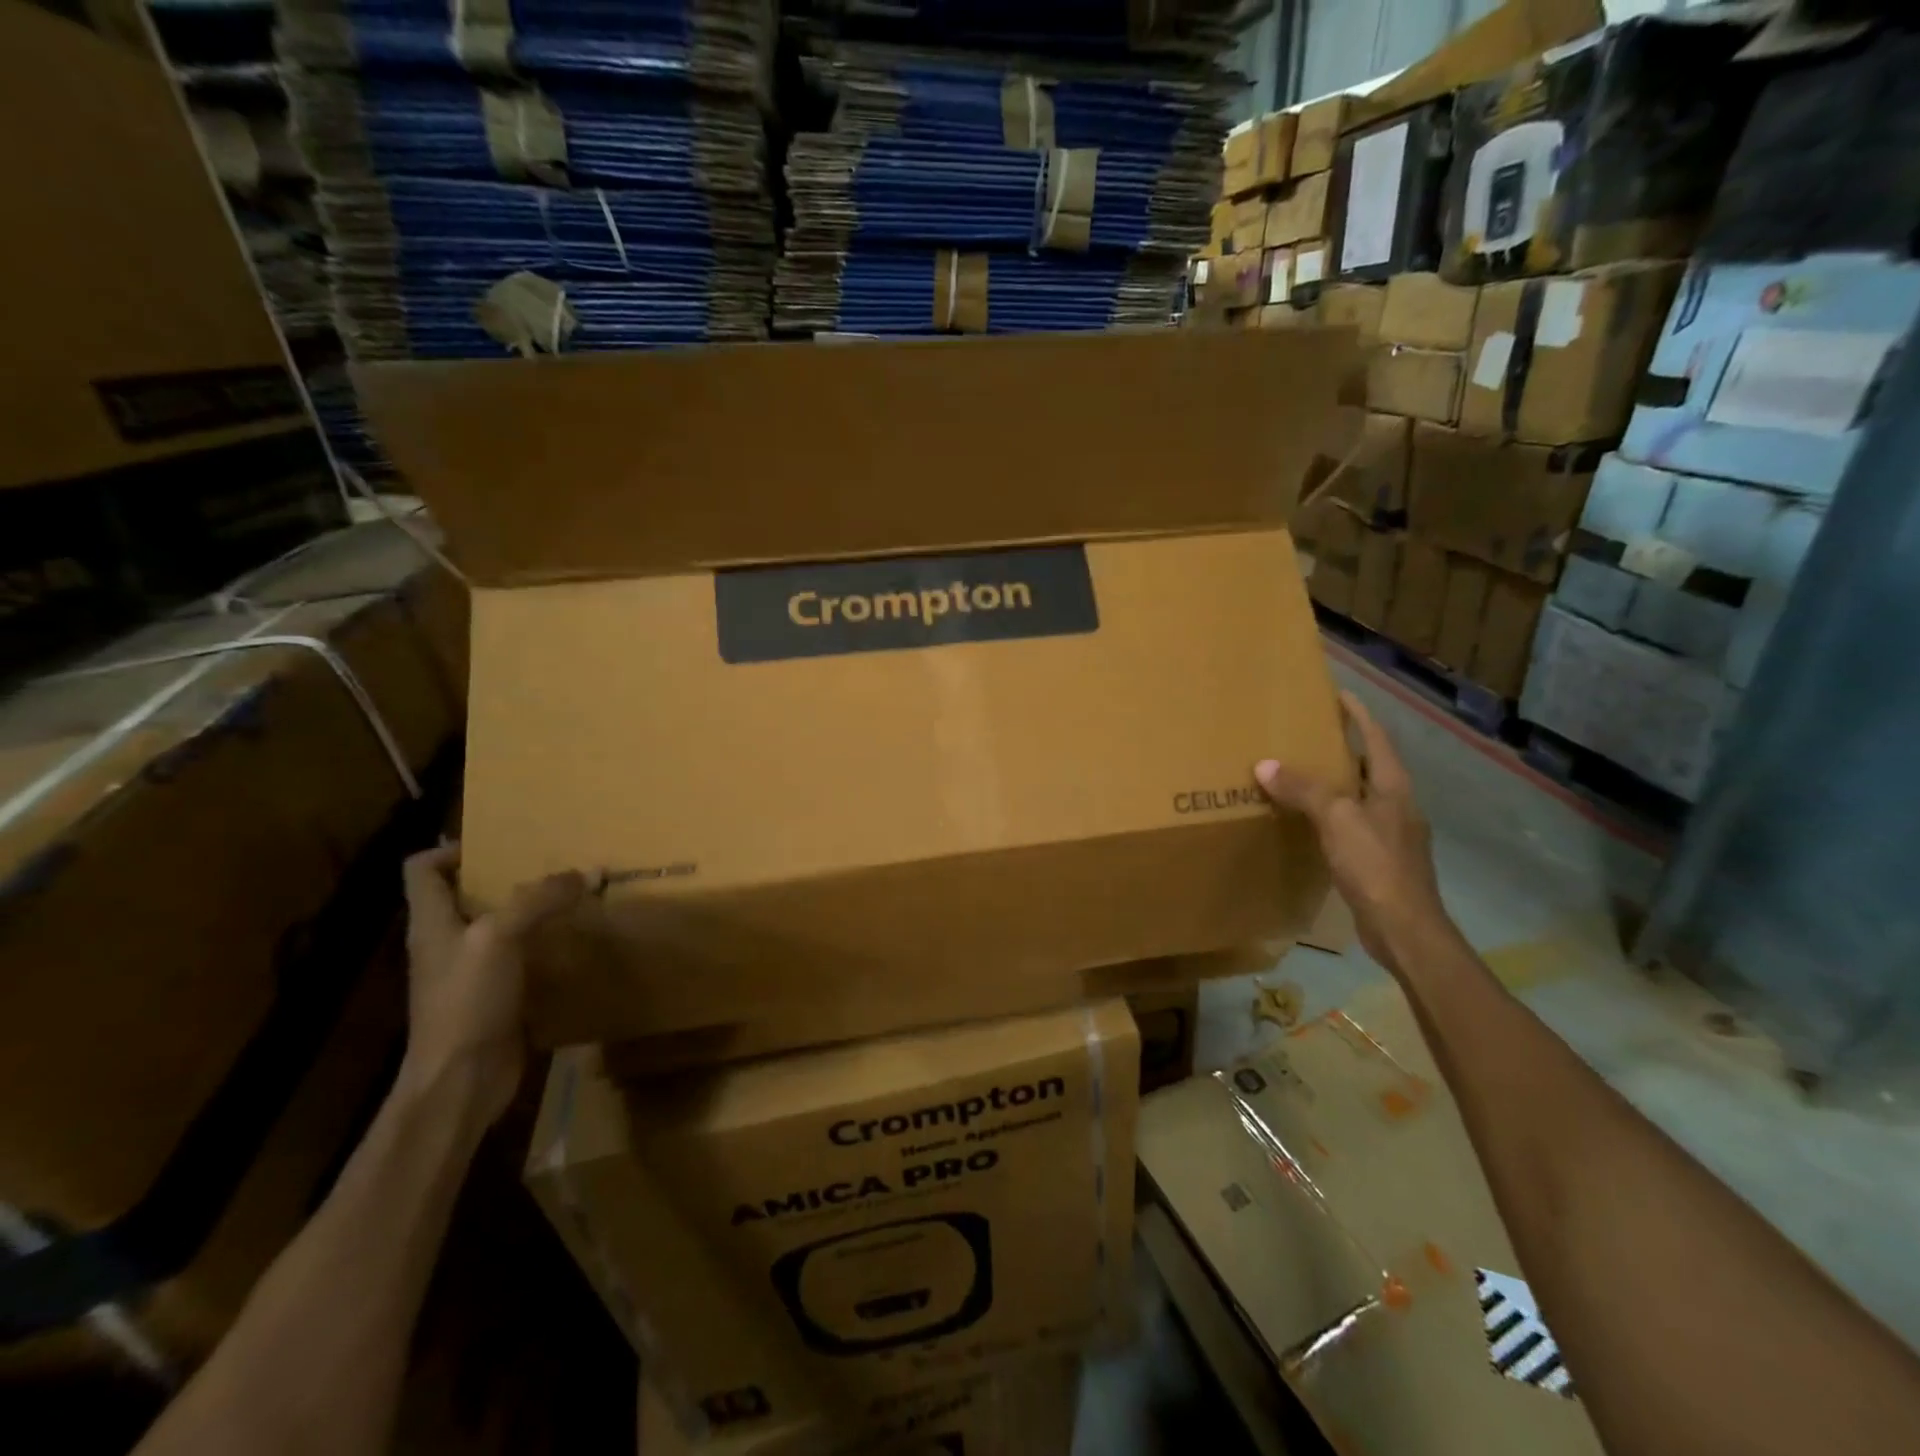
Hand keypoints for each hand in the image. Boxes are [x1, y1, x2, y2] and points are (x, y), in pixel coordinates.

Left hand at [399, 844, 586, 1127]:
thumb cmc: (466, 1002)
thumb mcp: (500, 937)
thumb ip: (541, 899)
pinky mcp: (496, 996)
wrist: (461, 1082)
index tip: (501, 843)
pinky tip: (576, 939)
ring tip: (573, 894)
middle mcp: (447, 942)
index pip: (422, 869)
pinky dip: (545, 943)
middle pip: (467, 894)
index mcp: (432, 922)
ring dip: (532, 909)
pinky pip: (521, 957)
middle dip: (507, 875)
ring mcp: (471, 972)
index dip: (452, 849)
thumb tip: (590, 871)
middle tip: (553, 862)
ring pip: (499, 925)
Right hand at [1254, 691, 1454, 976]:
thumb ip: (1304, 790)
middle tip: (1306, 735)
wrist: (1404, 929)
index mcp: (1393, 788)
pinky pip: (1351, 824)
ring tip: (1300, 774)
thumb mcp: (1336, 820)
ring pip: (1359, 797)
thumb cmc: (1376, 865)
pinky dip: (1330, 815)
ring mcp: (1391, 834)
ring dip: (1334, 783)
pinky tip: (1309, 822)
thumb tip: (1265, 765)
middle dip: (1341, 748)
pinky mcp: (1380, 860)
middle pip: (1368, 766)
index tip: (1338, 694)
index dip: (1358, 715)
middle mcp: (1397, 805)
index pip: (1376, 739)